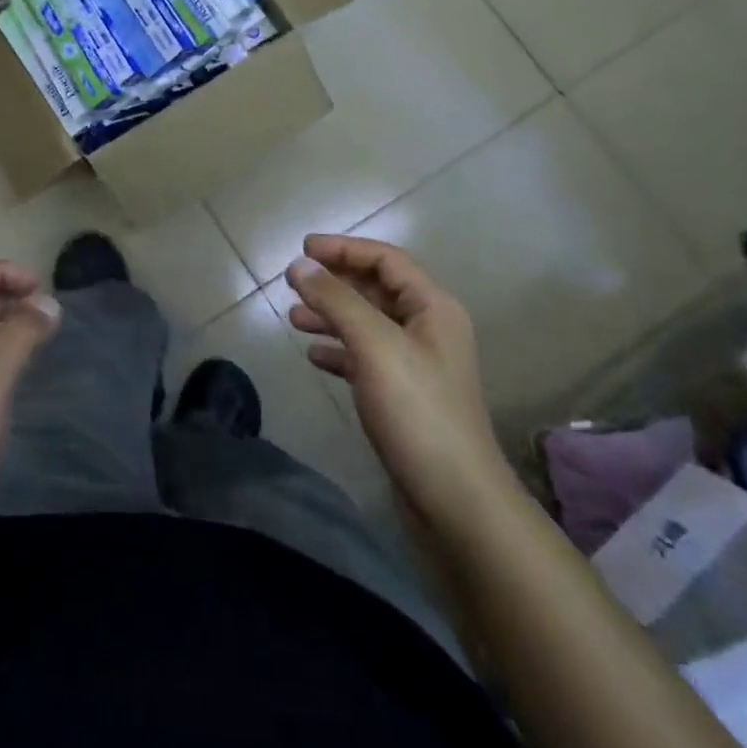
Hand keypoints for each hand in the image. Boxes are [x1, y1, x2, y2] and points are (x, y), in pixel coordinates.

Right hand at [285, 236, 508, 522]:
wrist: (454, 499)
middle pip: (375, 289)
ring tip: (293, 319)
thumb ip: (336, 300)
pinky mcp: (403, 395)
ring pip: (367, 324)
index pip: (385, 260)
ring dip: (331, 315)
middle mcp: (428, 329)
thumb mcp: (374, 345)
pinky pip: (365, 357)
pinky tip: (314, 356)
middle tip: (291, 283)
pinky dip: (339, 350)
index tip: (302, 249)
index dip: (343, 249)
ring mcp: (416, 363)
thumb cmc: (417, 411)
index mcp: (432, 307)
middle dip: (333, 283)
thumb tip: (300, 264)